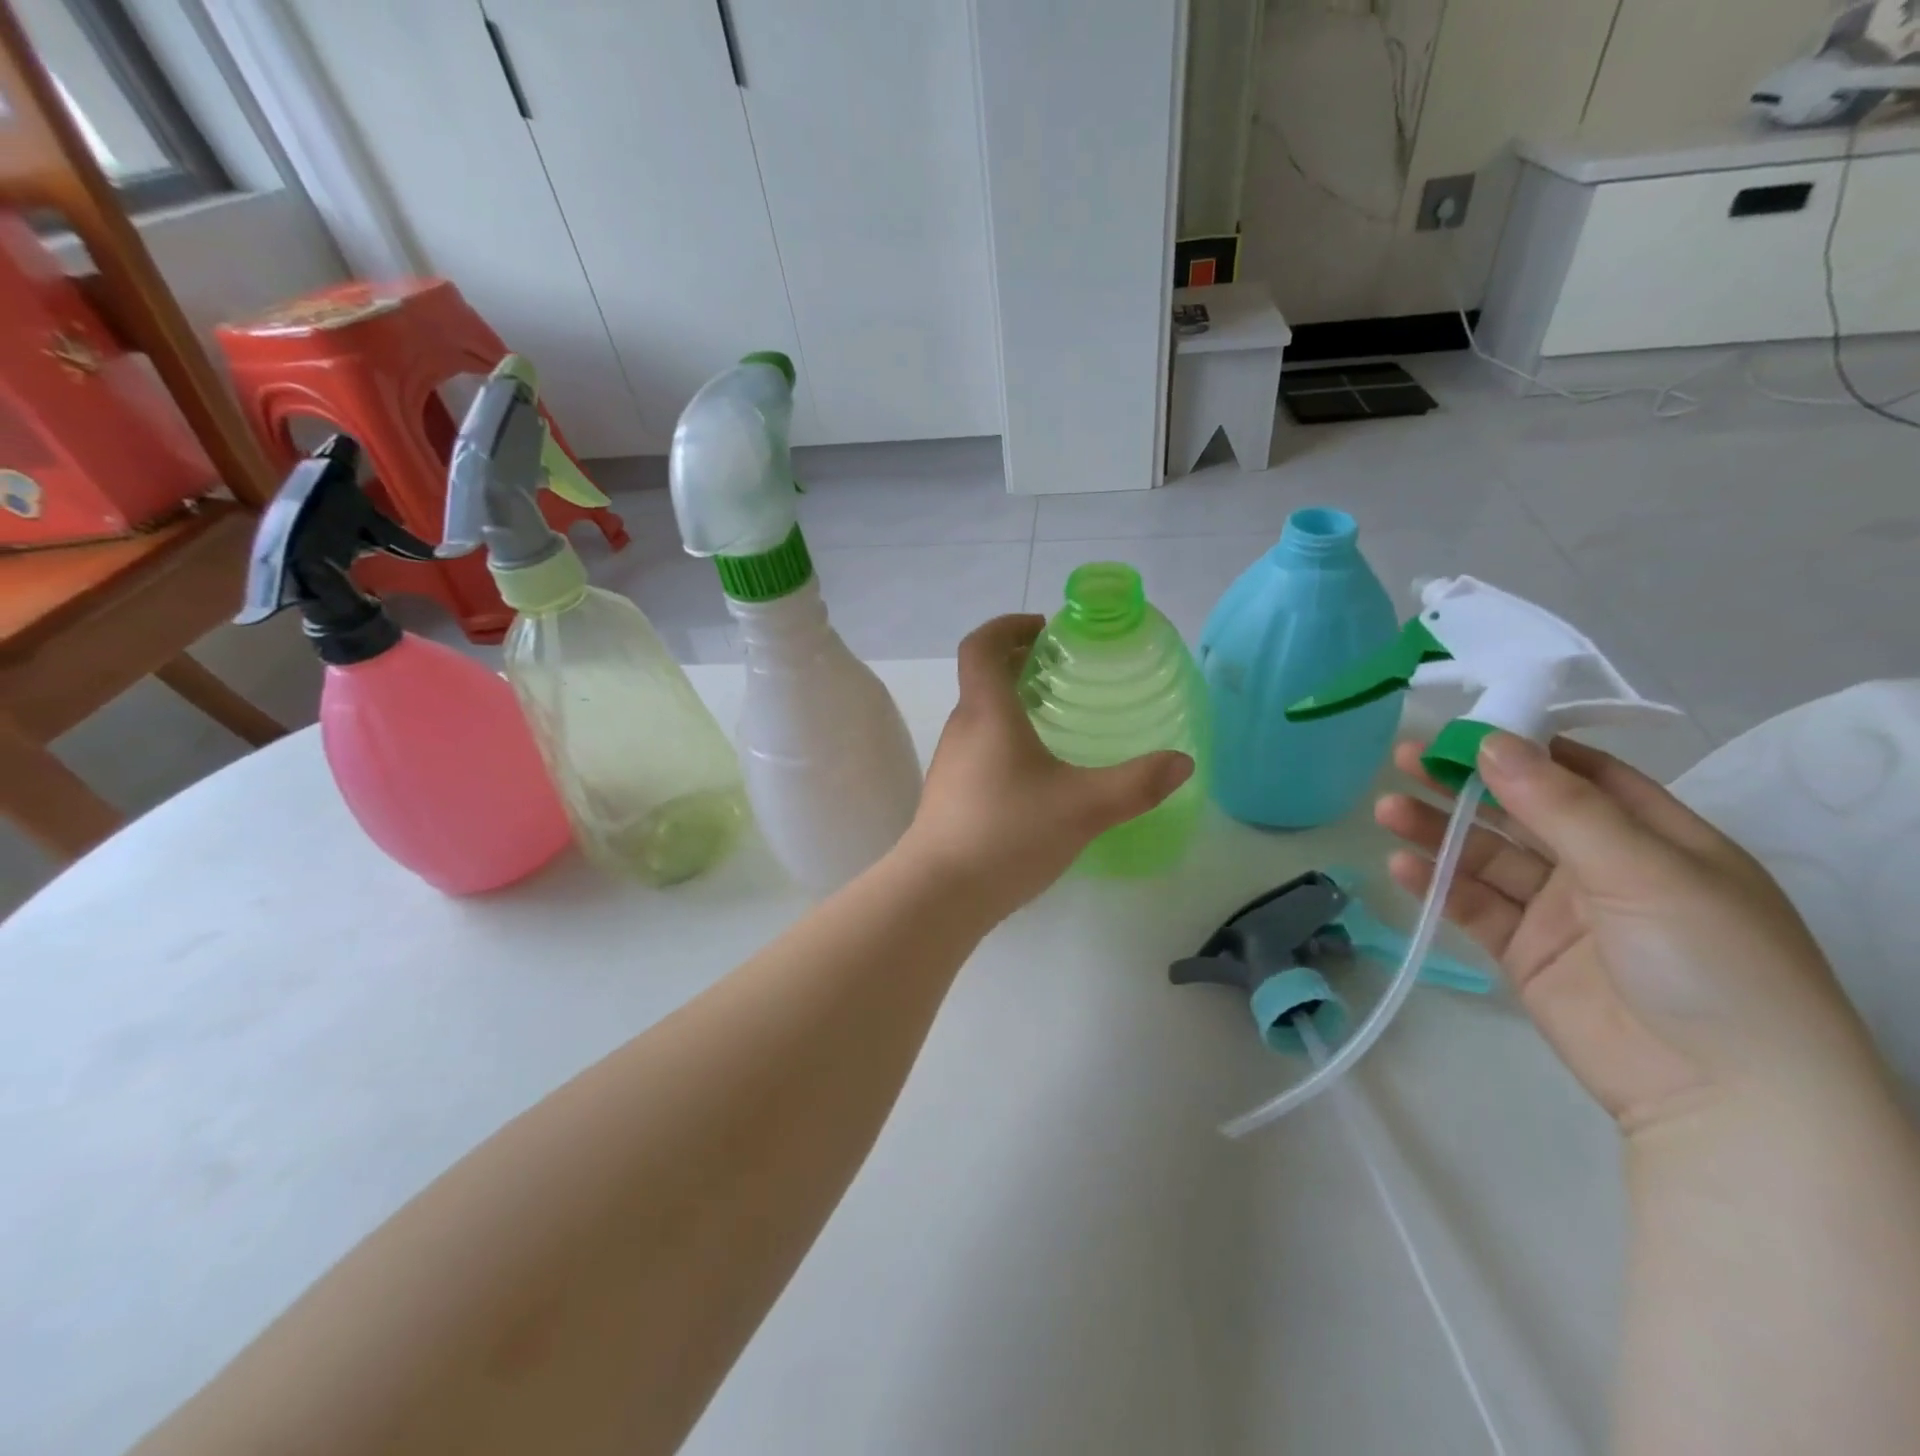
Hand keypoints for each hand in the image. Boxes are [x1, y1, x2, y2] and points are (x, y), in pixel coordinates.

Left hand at [899, 615, 1193, 919]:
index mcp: (986, 713)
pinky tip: (1036, 775)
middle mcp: (961, 729)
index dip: (1007, 626)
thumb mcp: (1084, 807)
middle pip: (982, 678)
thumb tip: (1182, 762)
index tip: (1043, 629)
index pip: (981, 646)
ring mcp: (950, 763)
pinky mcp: (949, 794)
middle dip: (1019, 663)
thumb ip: (1137, 783)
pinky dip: (1005, 739)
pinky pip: (978, 747)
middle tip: (1062, 672)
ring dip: (1012, 704)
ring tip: (1055, 720)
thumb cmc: (1009, 833)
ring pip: (980, 715)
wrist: (940, 893)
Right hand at [1376, 733, 1882, 1134]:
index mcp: (1654, 837)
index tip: (1461, 728)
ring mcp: (1561, 912)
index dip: (1522, 747)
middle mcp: (1604, 867)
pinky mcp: (1525, 952)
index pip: (1580, 775)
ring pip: (1487, 856)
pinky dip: (1438, 884)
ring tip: (1387, 810)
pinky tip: (1403, 865)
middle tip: (1404, 760)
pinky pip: (1474, 906)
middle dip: (1463, 784)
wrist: (1723, 1098)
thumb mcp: (1644, 870)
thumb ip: (1561, 807)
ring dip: (1438, 831)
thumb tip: (1491, 742)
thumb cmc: (1710, 963)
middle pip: (1520, 811)